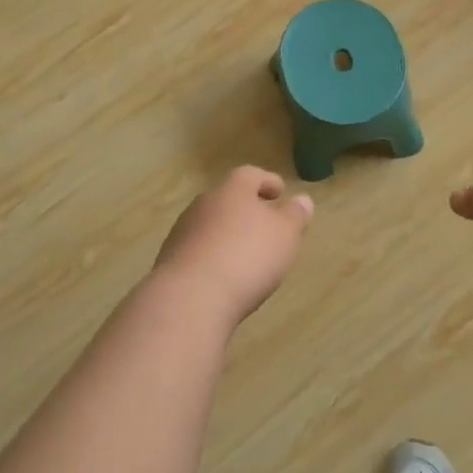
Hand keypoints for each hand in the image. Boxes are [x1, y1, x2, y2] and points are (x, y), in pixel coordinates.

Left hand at [153, 167, 314, 327]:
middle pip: (228, 199)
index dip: (267, 181)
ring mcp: (183, 231)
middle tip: (265, 225)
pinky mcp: (170, 260)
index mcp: (232, 190)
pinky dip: (212, 257)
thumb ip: (295, 216)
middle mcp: (204, 203)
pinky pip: (198, 251)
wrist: (190, 297)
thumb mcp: (285, 235)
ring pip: (210, 224)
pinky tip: (222, 276)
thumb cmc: (246, 256)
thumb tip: (303, 200)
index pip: (250, 175)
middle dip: (246, 209)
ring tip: (245, 254)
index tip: (279, 192)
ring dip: (227, 234)